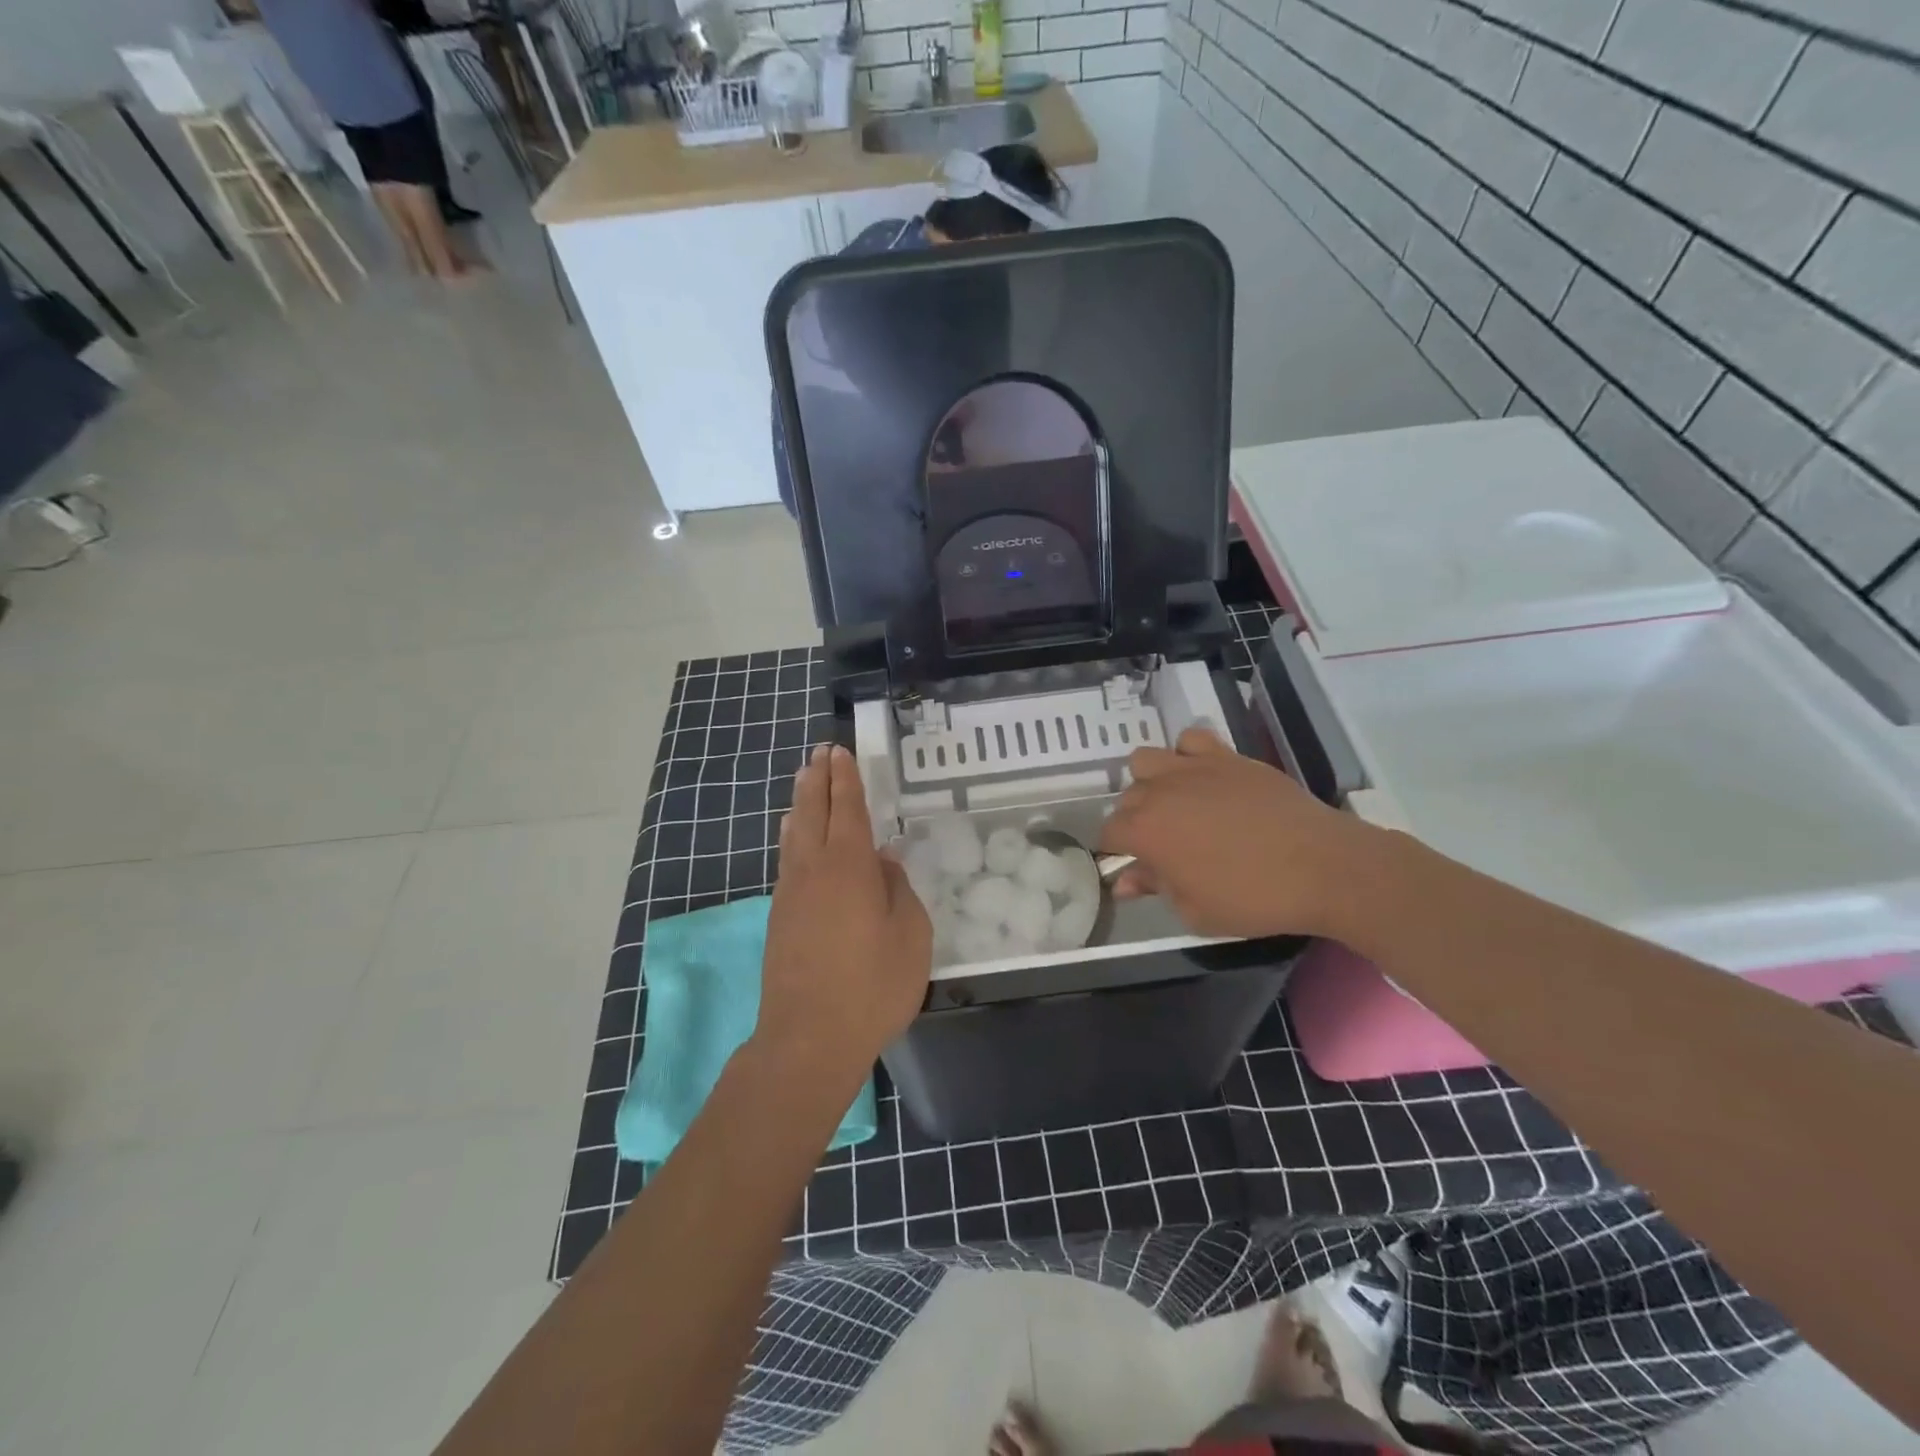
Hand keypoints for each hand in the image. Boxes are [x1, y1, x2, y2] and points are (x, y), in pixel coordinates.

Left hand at [757, 745, 931, 1074]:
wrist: (809, 1038)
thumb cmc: (872, 985)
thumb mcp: (910, 935)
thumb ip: (898, 889)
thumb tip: (881, 862)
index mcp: (849, 866)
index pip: (847, 809)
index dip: (846, 780)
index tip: (840, 753)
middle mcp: (814, 869)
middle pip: (813, 812)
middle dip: (818, 780)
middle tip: (819, 753)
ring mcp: (791, 893)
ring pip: (794, 834)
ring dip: (800, 803)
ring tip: (804, 781)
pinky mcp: (780, 917)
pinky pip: (787, 858)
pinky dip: (791, 835)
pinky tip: (792, 835)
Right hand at [1098, 726, 1379, 940]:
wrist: (1322, 867)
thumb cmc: (1253, 898)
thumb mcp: (1194, 909)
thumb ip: (1154, 887)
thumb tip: (1125, 881)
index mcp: (1146, 832)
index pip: (1108, 834)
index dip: (1116, 852)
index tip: (1133, 867)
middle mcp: (1160, 791)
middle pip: (1127, 798)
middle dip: (1134, 821)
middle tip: (1162, 845)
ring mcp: (1193, 768)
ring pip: (1146, 760)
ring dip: (1151, 782)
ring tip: (1175, 804)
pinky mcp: (1227, 756)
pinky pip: (1191, 740)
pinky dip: (1188, 755)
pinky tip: (1204, 778)